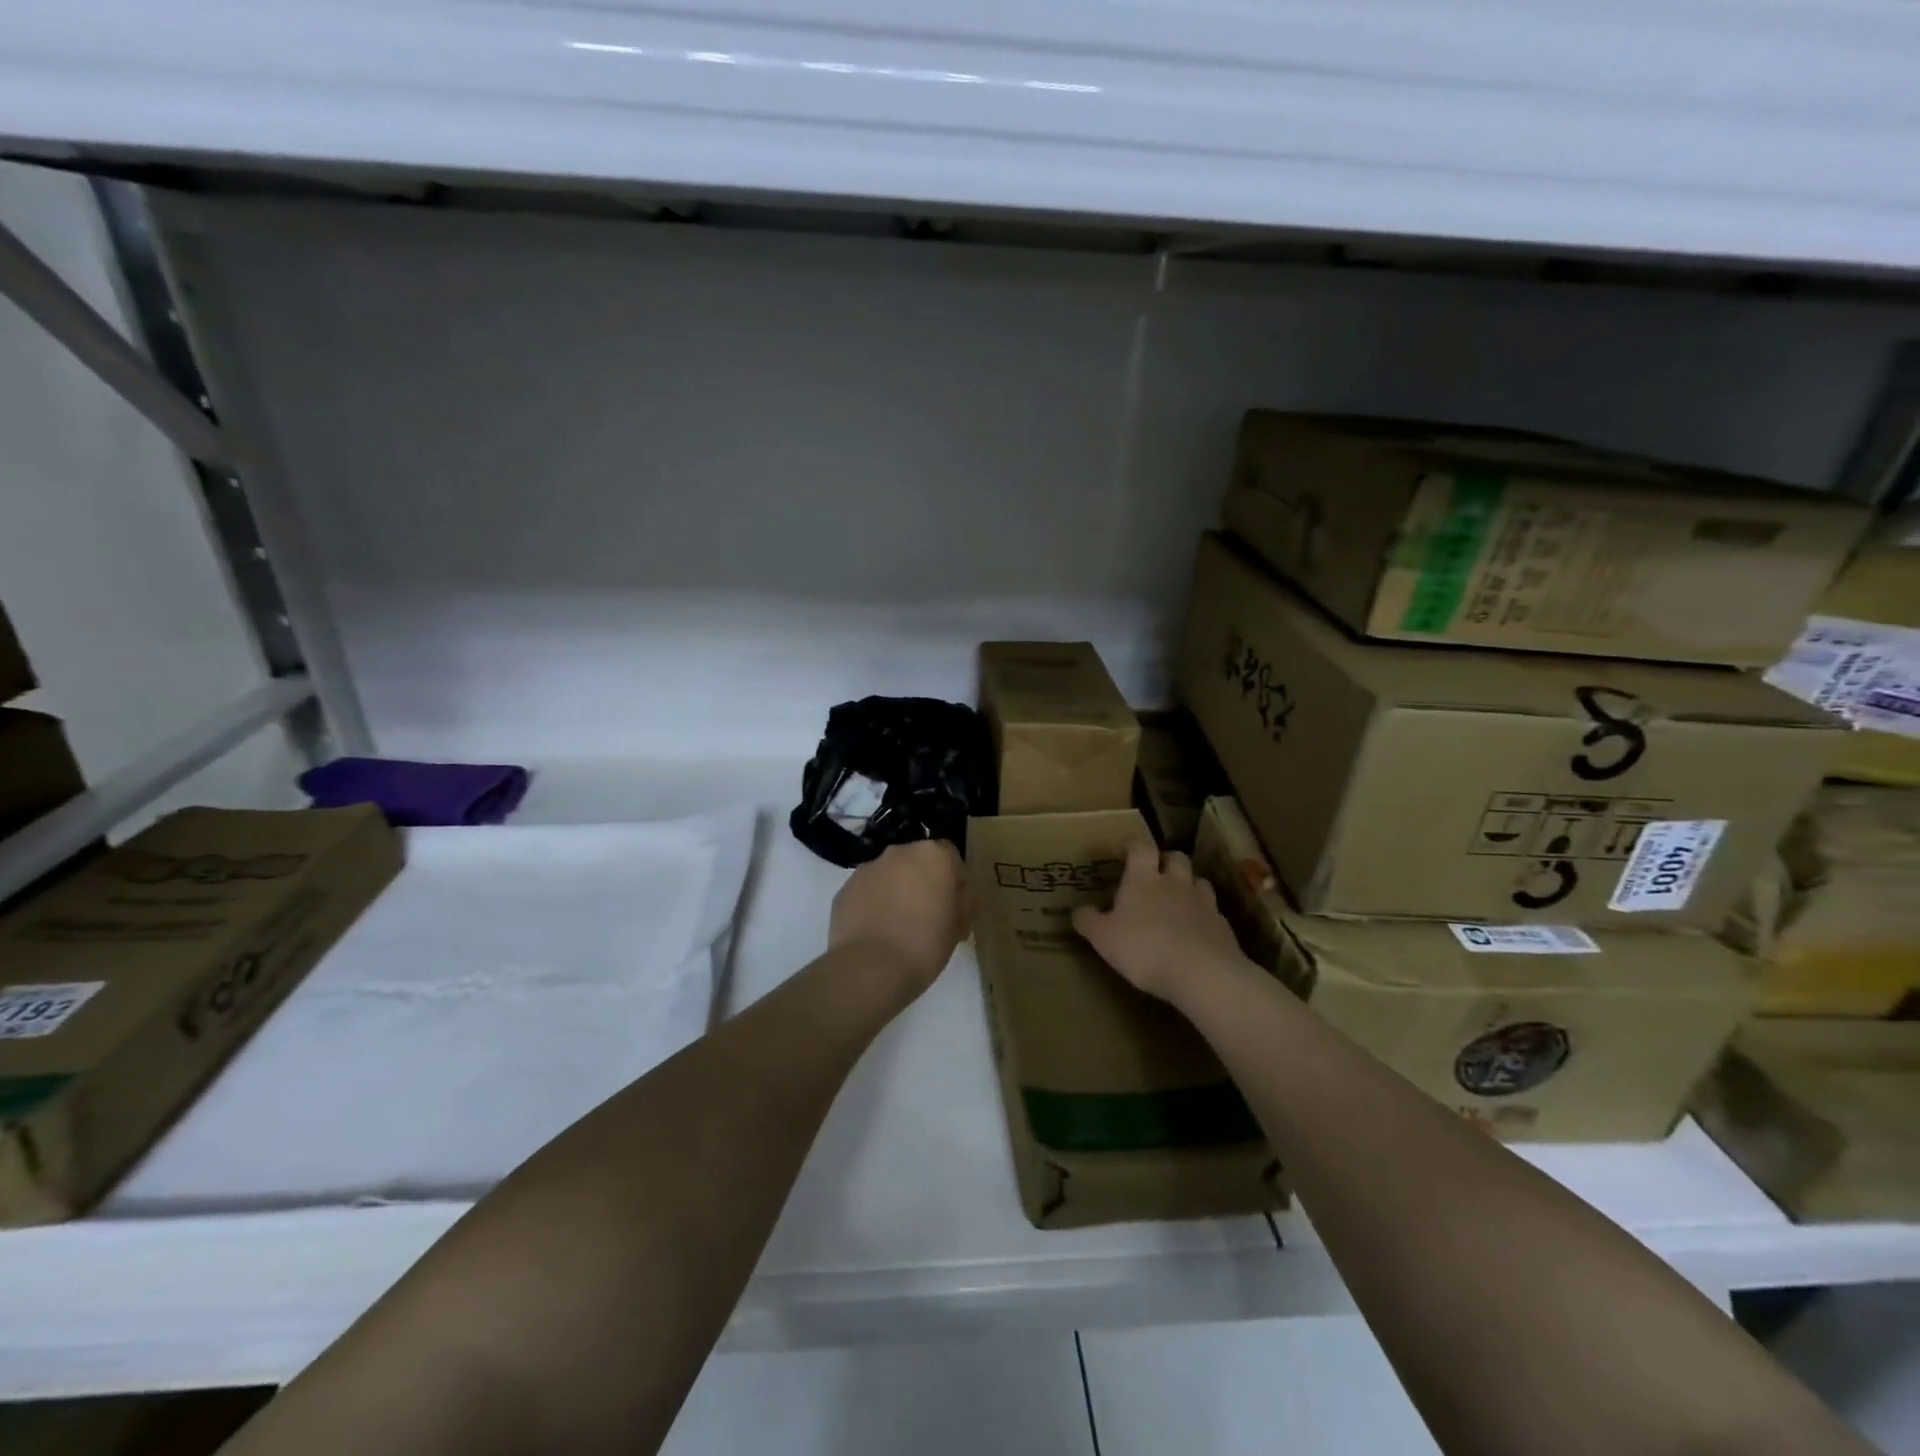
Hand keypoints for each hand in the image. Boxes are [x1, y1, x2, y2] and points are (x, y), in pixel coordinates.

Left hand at [829, 839, 966, 994]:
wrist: (872, 967)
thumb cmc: (926, 944)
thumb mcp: (959, 926)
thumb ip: (960, 902)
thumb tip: (953, 897)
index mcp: (934, 856)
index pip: (950, 856)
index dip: (953, 879)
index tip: (952, 903)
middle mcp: (900, 852)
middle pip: (916, 861)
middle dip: (921, 880)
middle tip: (925, 913)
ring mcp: (868, 867)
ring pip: (888, 874)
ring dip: (894, 890)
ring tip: (896, 926)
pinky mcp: (845, 888)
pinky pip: (866, 891)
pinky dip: (871, 904)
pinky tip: (875, 931)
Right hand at [1073, 841, 1248, 1004]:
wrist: (1202, 973)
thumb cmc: (1144, 948)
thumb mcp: (1103, 938)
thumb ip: (1089, 921)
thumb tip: (1078, 910)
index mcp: (1143, 879)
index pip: (1141, 847)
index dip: (1134, 845)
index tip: (1127, 850)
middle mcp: (1175, 882)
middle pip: (1176, 857)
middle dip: (1166, 860)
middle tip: (1156, 874)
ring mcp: (1203, 902)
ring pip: (1198, 881)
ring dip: (1188, 886)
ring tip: (1178, 901)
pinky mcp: (1222, 925)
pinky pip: (1213, 912)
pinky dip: (1204, 916)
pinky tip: (1196, 932)